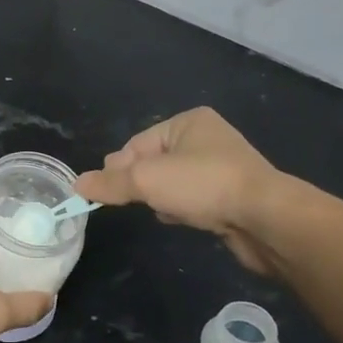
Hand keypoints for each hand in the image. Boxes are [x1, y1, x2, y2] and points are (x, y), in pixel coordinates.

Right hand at [75, 108, 283, 275]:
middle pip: (153, 162)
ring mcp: (221, 168)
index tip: (105, 192)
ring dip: (162, 198)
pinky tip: (182, 220)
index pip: (137, 143)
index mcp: (188, 122)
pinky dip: (182, 209)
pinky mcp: (230, 196)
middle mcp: (206, 139)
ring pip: (172, 183)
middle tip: (134, 202)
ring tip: (164, 211)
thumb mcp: (147, 180)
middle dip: (141, 184)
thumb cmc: (203, 185)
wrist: (265, 218)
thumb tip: (77, 185)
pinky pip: (192, 199)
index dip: (119, 168)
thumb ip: (110, 183)